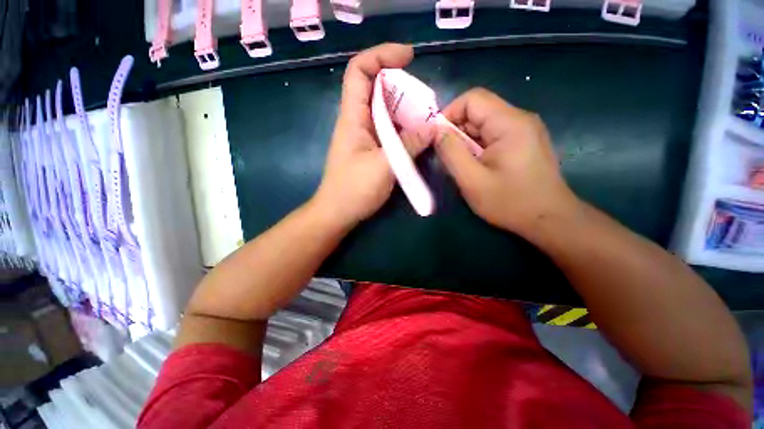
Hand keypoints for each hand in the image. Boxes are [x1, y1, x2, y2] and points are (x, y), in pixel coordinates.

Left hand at [312, 43, 427, 226]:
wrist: (338, 213)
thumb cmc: (354, 190)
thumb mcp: (384, 167)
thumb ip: (409, 145)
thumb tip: (433, 128)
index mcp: (353, 118)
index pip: (359, 71)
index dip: (381, 55)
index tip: (408, 56)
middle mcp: (357, 121)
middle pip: (376, 88)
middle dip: (401, 86)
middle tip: (425, 100)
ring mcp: (365, 136)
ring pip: (385, 111)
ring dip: (406, 110)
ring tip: (427, 118)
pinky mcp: (371, 150)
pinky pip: (389, 130)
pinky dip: (404, 128)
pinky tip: (418, 136)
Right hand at [435, 88, 578, 235]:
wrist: (550, 220)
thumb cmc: (510, 202)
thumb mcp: (472, 180)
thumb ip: (451, 152)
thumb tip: (436, 131)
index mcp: (509, 123)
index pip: (472, 98)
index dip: (449, 114)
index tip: (437, 138)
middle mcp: (520, 118)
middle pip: (479, 110)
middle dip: (457, 130)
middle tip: (447, 156)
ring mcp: (525, 130)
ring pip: (485, 123)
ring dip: (467, 140)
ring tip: (462, 164)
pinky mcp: (525, 142)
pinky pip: (494, 134)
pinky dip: (478, 146)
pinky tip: (477, 165)